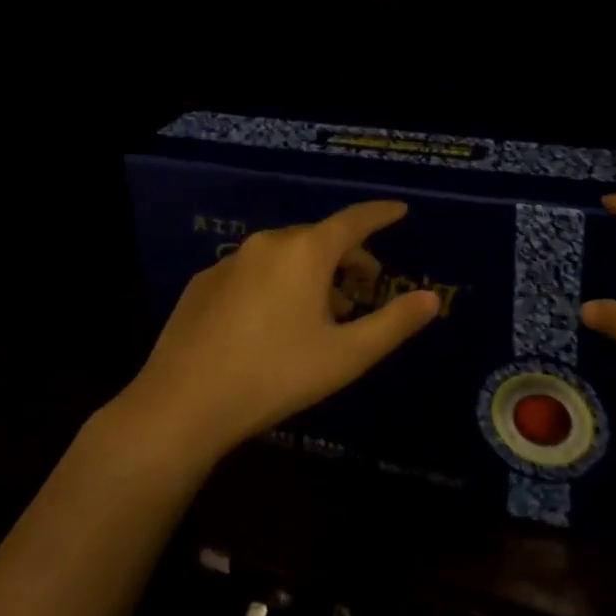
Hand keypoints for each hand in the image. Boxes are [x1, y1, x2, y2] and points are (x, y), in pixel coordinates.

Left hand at [127, 201, 440, 461]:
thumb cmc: (275, 375)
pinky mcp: (204, 282)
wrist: (182, 405)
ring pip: (285, 255)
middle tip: (364, 291)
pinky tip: (271, 323)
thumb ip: (393, 324)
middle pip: (320, 239)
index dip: (380, 215)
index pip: (354, 220)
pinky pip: (254, 271)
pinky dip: (275, 283)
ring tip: (320, 314)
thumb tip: (432, 299)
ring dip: (312, 274)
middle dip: (348, 258)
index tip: (399, 210)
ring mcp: (231, 260)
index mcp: (306, 252)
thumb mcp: (345, 356)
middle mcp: (269, 243)